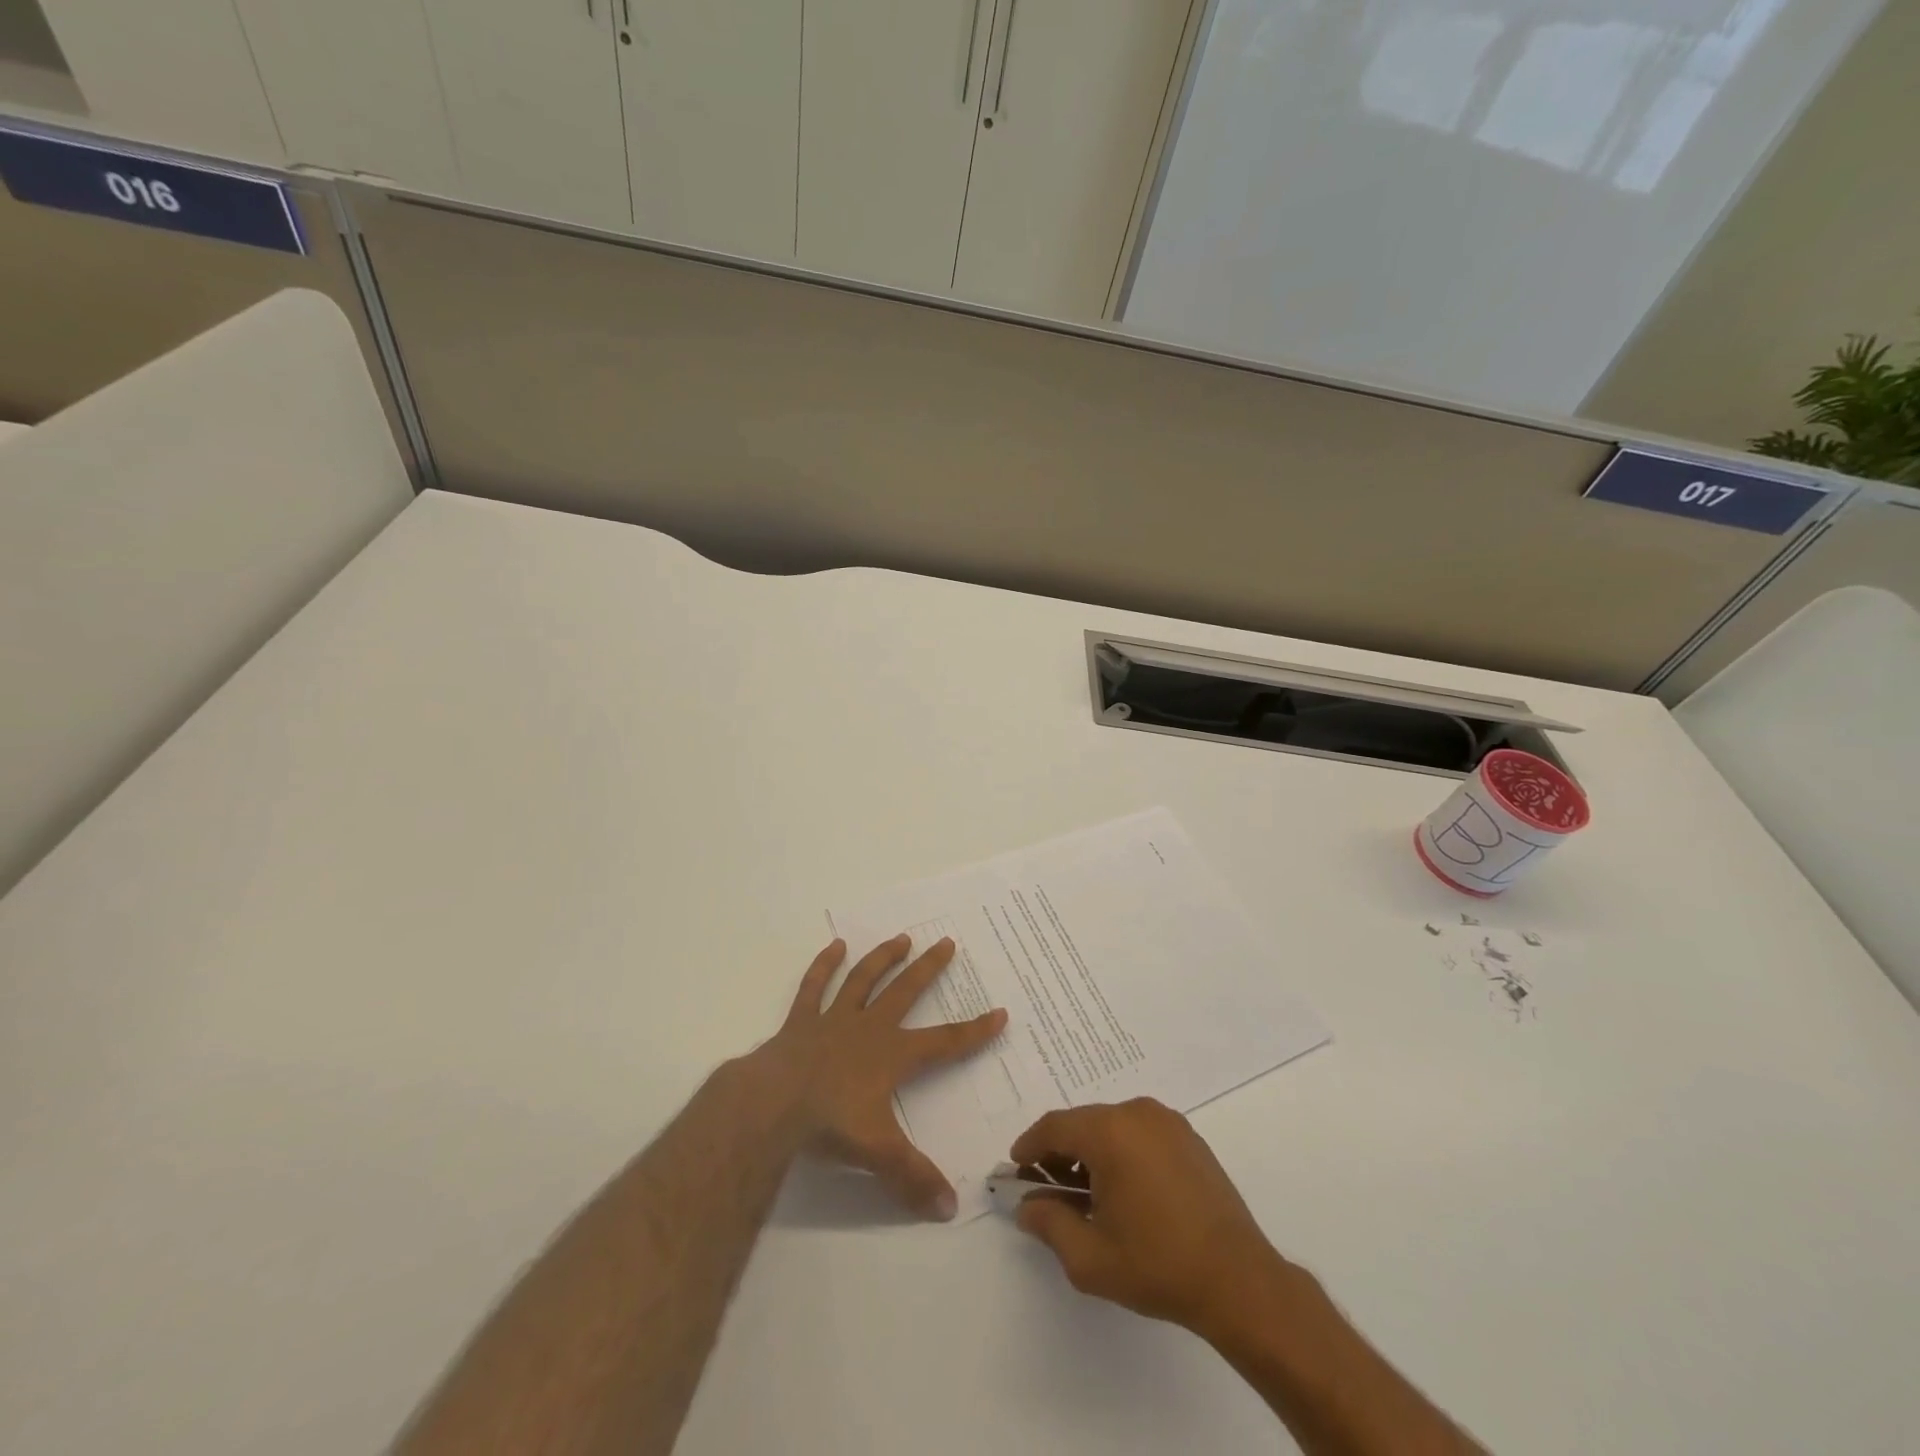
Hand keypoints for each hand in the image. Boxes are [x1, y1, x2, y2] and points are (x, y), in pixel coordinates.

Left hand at [754, 935, 1005, 1220]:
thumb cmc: (830, 1124)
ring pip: (863, 979)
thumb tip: (951, 1210)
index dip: (975, 1030)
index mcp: (893, 1055)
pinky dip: (824, 965)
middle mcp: (869, 1028)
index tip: (1000, 1012)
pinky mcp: (801, 1021)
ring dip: (883, 958)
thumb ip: (914, 1179)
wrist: (773, 1104)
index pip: (945, 1042)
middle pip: (905, 991)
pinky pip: (814, 987)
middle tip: (947, 942)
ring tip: (901, 938)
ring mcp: (833, 1019)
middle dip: (929, 968)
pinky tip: (835, 946)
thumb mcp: (879, 1155)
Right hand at [1011, 1099, 1300, 1334]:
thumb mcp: (1090, 1257)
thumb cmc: (1158, 1265)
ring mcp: (1167, 1121)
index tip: (1016, 1168)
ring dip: (1090, 1152)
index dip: (1029, 1146)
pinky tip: (1122, 1190)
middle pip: (1082, 1123)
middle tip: (1047, 1187)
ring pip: (1111, 1126)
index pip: (1054, 1127)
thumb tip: (1027, 1206)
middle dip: (1059, 1152)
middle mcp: (1137, 1112)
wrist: (1238, 1280)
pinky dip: (1120, 1151)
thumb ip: (1049, 1223)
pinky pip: (1139, 1133)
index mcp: (1110, 1132)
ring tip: (1085, 1195)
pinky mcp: (1188, 1137)